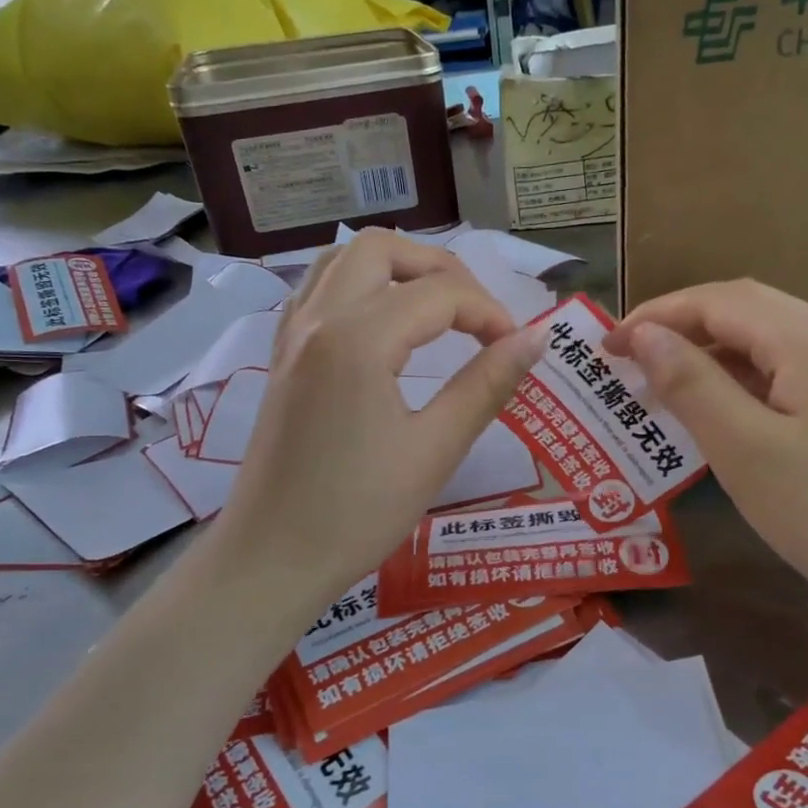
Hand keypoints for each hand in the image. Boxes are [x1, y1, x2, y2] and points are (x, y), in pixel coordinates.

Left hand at [214, 231, 544, 613]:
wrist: (272, 558)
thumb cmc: (357, 512)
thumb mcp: (434, 449)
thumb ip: (486, 385)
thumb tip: (536, 339)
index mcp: (358, 338)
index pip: (440, 294)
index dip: (489, 313)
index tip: (516, 349)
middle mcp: (319, 319)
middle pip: (382, 249)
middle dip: (440, 268)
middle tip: (476, 315)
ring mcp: (292, 335)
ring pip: (342, 260)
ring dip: (395, 268)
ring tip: (435, 309)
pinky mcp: (281, 358)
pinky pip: (317, 291)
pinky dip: (357, 287)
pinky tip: (381, 324)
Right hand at [604, 280, 807, 631]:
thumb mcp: (746, 450)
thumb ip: (692, 385)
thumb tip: (645, 336)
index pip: (718, 301)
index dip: (657, 314)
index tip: (604, 344)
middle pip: (745, 314)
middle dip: (680, 330)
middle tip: (626, 365)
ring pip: (767, 349)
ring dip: (710, 360)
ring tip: (661, 393)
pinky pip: (789, 381)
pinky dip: (742, 389)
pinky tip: (721, 422)